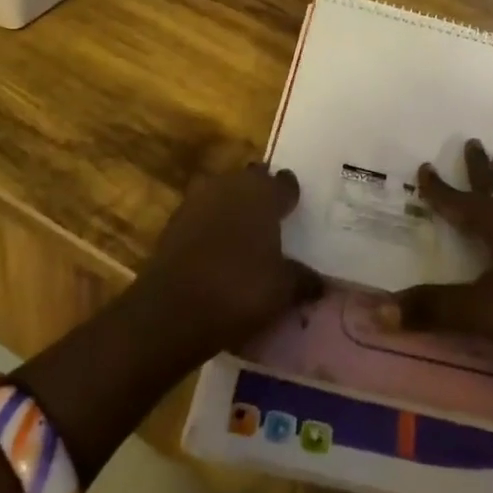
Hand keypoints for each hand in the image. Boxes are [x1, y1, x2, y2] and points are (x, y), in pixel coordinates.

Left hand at [131, 163, 322, 362]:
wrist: (172, 311)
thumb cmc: (239, 289)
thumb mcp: (283, 290)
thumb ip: (303, 280)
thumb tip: (320, 283)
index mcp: (262, 192)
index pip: (285, 182)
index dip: (291, 196)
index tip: (296, 211)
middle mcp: (229, 185)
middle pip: (251, 181)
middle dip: (260, 197)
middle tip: (272, 222)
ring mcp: (196, 201)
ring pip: (223, 196)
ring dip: (233, 210)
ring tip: (245, 237)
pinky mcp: (173, 223)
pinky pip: (201, 217)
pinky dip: (211, 229)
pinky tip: (218, 253)